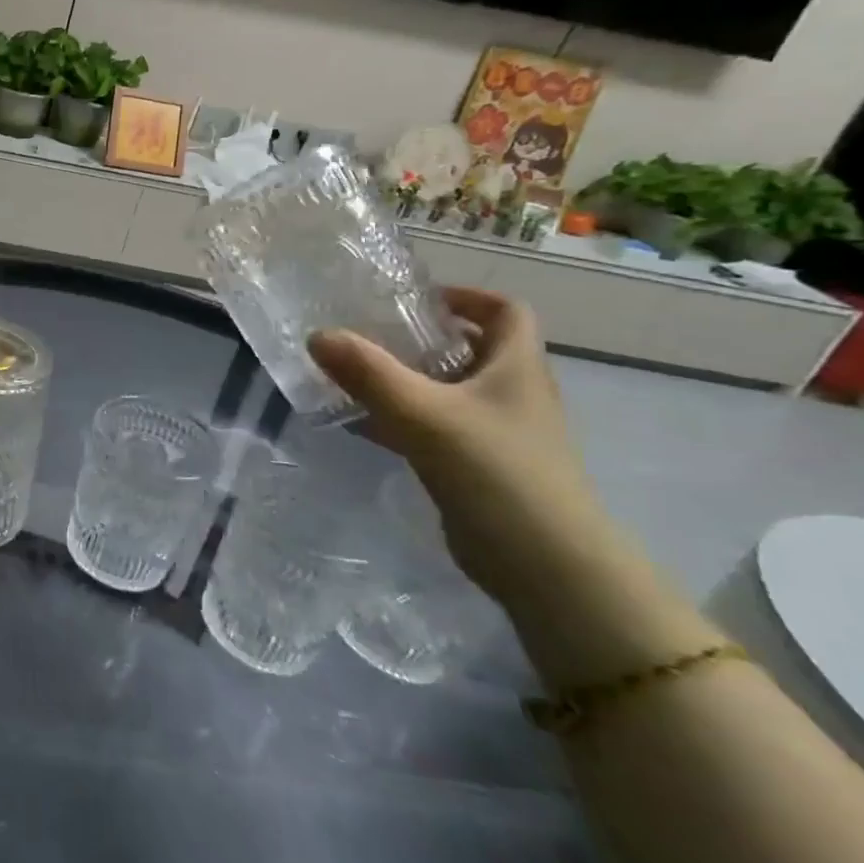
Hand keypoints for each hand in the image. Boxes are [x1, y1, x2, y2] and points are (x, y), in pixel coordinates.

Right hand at [308, 287, 615, 600]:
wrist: (545, 566)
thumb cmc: (495, 472)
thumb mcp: (423, 413)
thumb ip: (368, 373)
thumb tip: (318, 335)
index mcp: (516, 368)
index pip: (506, 311)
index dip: (466, 296)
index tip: (416, 299)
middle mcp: (512, 394)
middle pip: (471, 349)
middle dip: (422, 338)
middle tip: (369, 333)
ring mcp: (497, 434)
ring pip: (448, 391)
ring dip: (406, 379)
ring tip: (353, 374)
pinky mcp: (478, 468)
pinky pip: (435, 428)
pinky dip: (401, 419)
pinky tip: (361, 424)